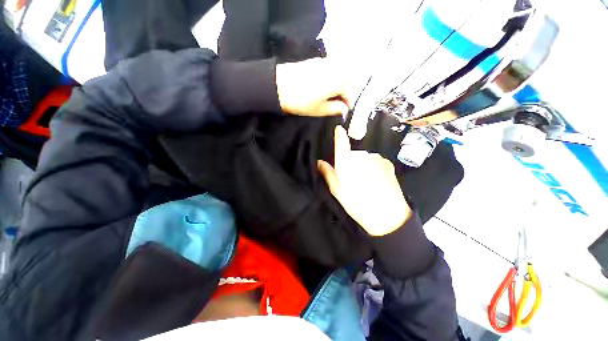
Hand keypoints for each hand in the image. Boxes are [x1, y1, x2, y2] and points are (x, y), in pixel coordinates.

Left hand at [276, 58, 351, 116]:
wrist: (278, 85)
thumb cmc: (301, 101)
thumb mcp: (319, 110)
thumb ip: (335, 109)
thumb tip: (344, 109)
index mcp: (339, 82)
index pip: (350, 94)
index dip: (348, 104)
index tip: (344, 112)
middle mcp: (335, 68)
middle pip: (346, 82)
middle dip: (345, 93)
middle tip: (338, 104)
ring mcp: (326, 62)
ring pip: (339, 74)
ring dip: (339, 84)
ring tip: (331, 96)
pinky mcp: (316, 60)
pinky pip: (331, 68)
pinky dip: (331, 77)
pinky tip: (324, 85)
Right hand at [317, 126, 410, 235]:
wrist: (389, 217)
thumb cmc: (358, 205)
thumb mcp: (338, 192)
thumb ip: (328, 174)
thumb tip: (319, 162)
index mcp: (348, 166)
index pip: (341, 146)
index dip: (339, 137)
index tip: (338, 129)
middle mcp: (362, 158)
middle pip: (352, 155)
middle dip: (350, 162)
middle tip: (351, 179)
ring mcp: (377, 159)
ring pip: (364, 158)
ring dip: (361, 165)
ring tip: (365, 181)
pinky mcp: (387, 162)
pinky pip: (374, 160)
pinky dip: (371, 166)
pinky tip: (375, 180)